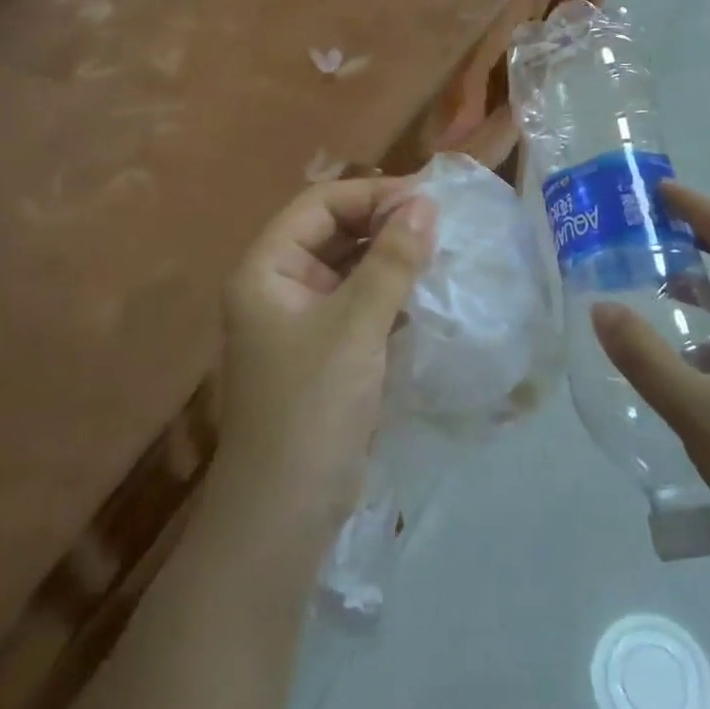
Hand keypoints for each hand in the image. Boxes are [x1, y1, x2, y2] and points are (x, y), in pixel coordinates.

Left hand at [215, 178, 437, 547]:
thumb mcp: (355, 328)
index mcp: (266, 269)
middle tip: (442, 225)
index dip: (371, 194)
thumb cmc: (311, 408)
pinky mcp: (326, 353)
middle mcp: (279, 287)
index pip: (319, 205)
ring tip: (443, 253)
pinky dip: (391, 296)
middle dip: (385, 225)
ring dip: (392, 261)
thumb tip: (425, 203)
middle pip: (334, 233)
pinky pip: (360, 305)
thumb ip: (391, 263)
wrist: (284, 514)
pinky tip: (428, 295)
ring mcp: (301, 322)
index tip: (427, 199)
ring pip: (350, 270)